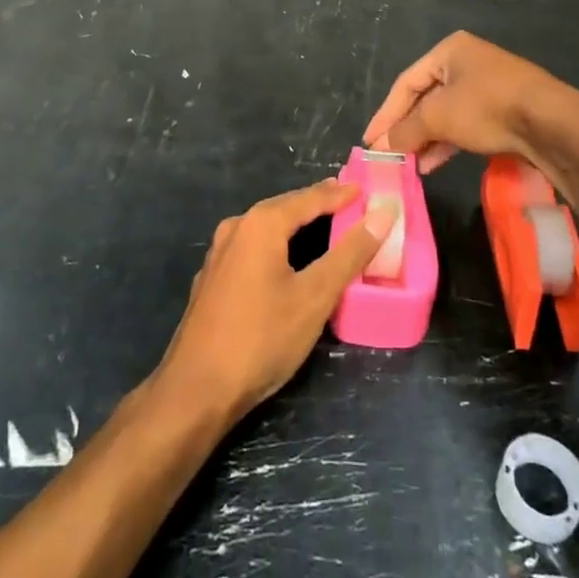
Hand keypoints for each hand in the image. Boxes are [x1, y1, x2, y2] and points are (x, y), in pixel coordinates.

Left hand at [156, 180, 396, 423]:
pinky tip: (287, 258)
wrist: (196, 389)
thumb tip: (382, 214)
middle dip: (317, 203)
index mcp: (261, 224)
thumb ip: (349, 253)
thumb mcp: (315, 296)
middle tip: (349, 201)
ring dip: (296, 222)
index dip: (340, 194)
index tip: (366, 188)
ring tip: (323, 222)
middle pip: (284, 207)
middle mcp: (236, 228)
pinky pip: (253, 247)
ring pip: (266, 227)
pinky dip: (278, 244)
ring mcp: (219, 253)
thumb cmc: (262, 338)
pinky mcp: (213, 278)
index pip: (309, 198)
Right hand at [363, 31, 570, 174]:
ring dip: (425, 140)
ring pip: (445, 115)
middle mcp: (467, 63)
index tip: (370, 141)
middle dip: (406, 129)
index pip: (405, 83)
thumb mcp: (438, 117)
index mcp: (449, 50)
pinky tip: (433, 164)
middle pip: (425, 99)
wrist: (551, 123)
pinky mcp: (503, 111)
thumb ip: (405, 130)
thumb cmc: (487, 107)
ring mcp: (487, 87)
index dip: (385, 114)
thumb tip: (382, 146)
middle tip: (389, 155)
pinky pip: (465, 125)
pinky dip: (447, 143)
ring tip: (409, 165)